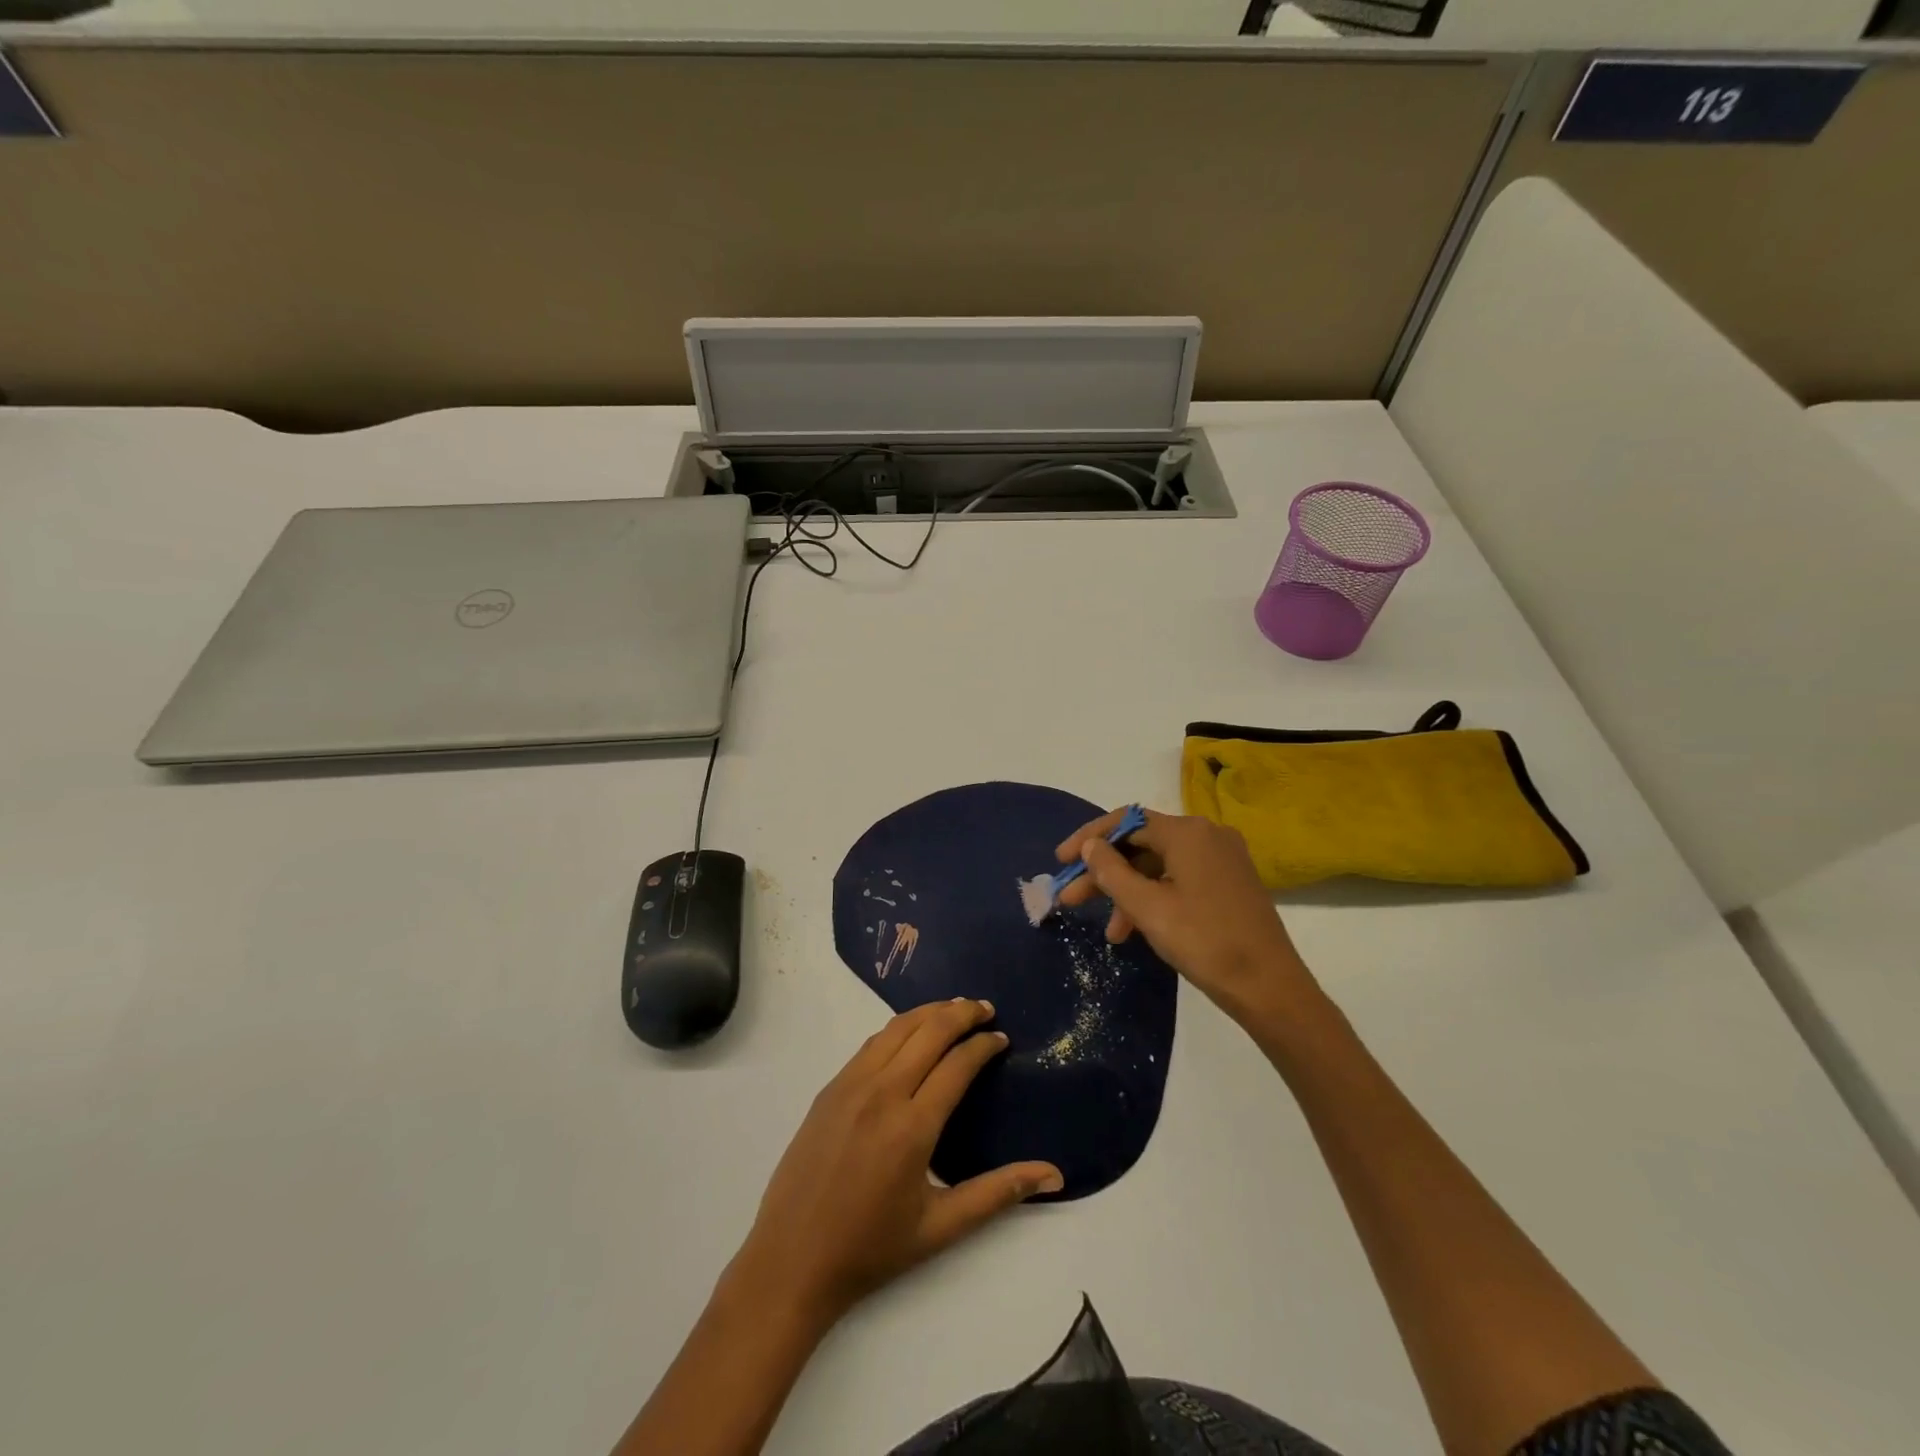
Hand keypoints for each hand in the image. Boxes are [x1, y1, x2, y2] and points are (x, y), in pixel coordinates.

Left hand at [729, 999, 1062, 1327]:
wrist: (791, 1261)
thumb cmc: (871, 1249)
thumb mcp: (941, 1227)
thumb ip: (998, 1193)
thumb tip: (1053, 1175)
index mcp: (912, 1126)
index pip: (958, 1063)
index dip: (983, 1045)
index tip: (1002, 1037)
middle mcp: (882, 1093)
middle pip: (929, 1032)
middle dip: (962, 1013)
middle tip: (986, 1008)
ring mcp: (850, 1085)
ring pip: (896, 1028)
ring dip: (929, 1012)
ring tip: (954, 1008)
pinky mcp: (830, 1088)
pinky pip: (871, 1044)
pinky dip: (898, 1028)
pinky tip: (911, 1033)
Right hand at [1054, 808, 1317, 1022]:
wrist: (1270, 988)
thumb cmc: (1204, 942)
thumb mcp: (1147, 907)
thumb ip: (1110, 871)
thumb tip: (1090, 845)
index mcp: (1188, 832)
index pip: (1126, 821)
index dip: (1088, 839)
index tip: (1060, 862)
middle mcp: (1207, 835)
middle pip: (1141, 844)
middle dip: (1104, 872)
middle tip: (1071, 898)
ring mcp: (1222, 859)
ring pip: (1159, 866)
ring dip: (1128, 893)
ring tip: (1110, 932)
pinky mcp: (1229, 882)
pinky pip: (1179, 879)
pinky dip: (1154, 899)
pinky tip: (1137, 929)